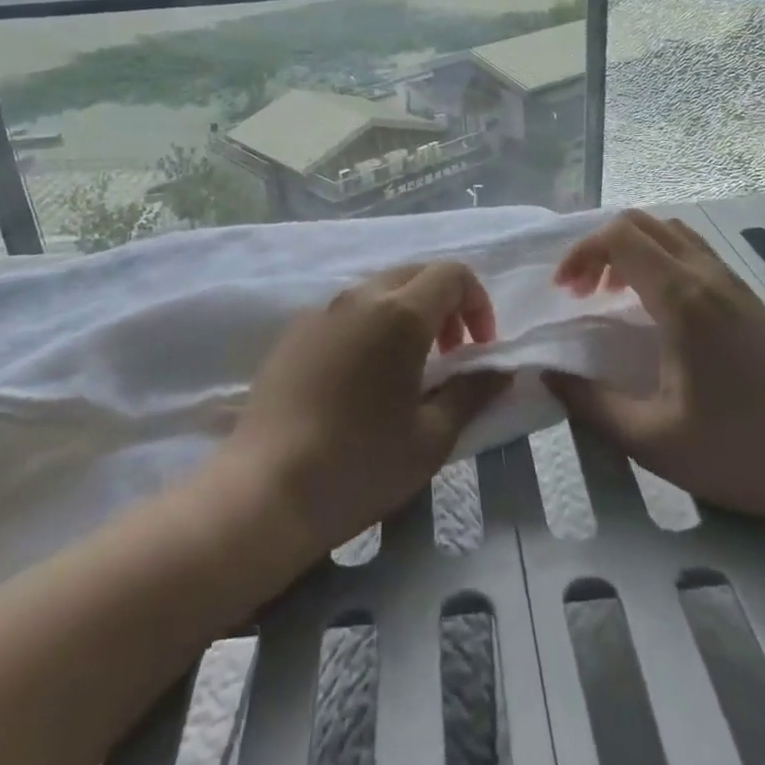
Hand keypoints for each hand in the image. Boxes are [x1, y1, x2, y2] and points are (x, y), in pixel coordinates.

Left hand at [214, 262, 509, 559]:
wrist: (264, 491)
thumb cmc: (360, 465)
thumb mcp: (432, 438)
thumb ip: (472, 393)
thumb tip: (499, 371)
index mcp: (400, 313)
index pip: (453, 274)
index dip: (478, 303)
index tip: (478, 349)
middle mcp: (360, 296)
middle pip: (416, 274)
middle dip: (445, 305)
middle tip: (450, 355)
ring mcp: (322, 310)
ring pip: (380, 289)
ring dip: (408, 314)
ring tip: (408, 369)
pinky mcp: (295, 331)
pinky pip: (347, 310)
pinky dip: (372, 325)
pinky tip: (362, 378)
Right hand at [546, 210, 764, 532]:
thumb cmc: (743, 450)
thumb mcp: (655, 441)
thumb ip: (593, 405)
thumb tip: (549, 376)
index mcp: (681, 298)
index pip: (619, 237)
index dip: (581, 253)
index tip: (564, 291)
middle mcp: (706, 275)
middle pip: (640, 223)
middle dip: (599, 247)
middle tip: (582, 292)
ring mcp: (731, 281)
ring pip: (669, 231)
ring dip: (630, 250)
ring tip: (613, 295)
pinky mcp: (746, 295)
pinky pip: (691, 250)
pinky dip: (657, 258)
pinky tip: (655, 307)